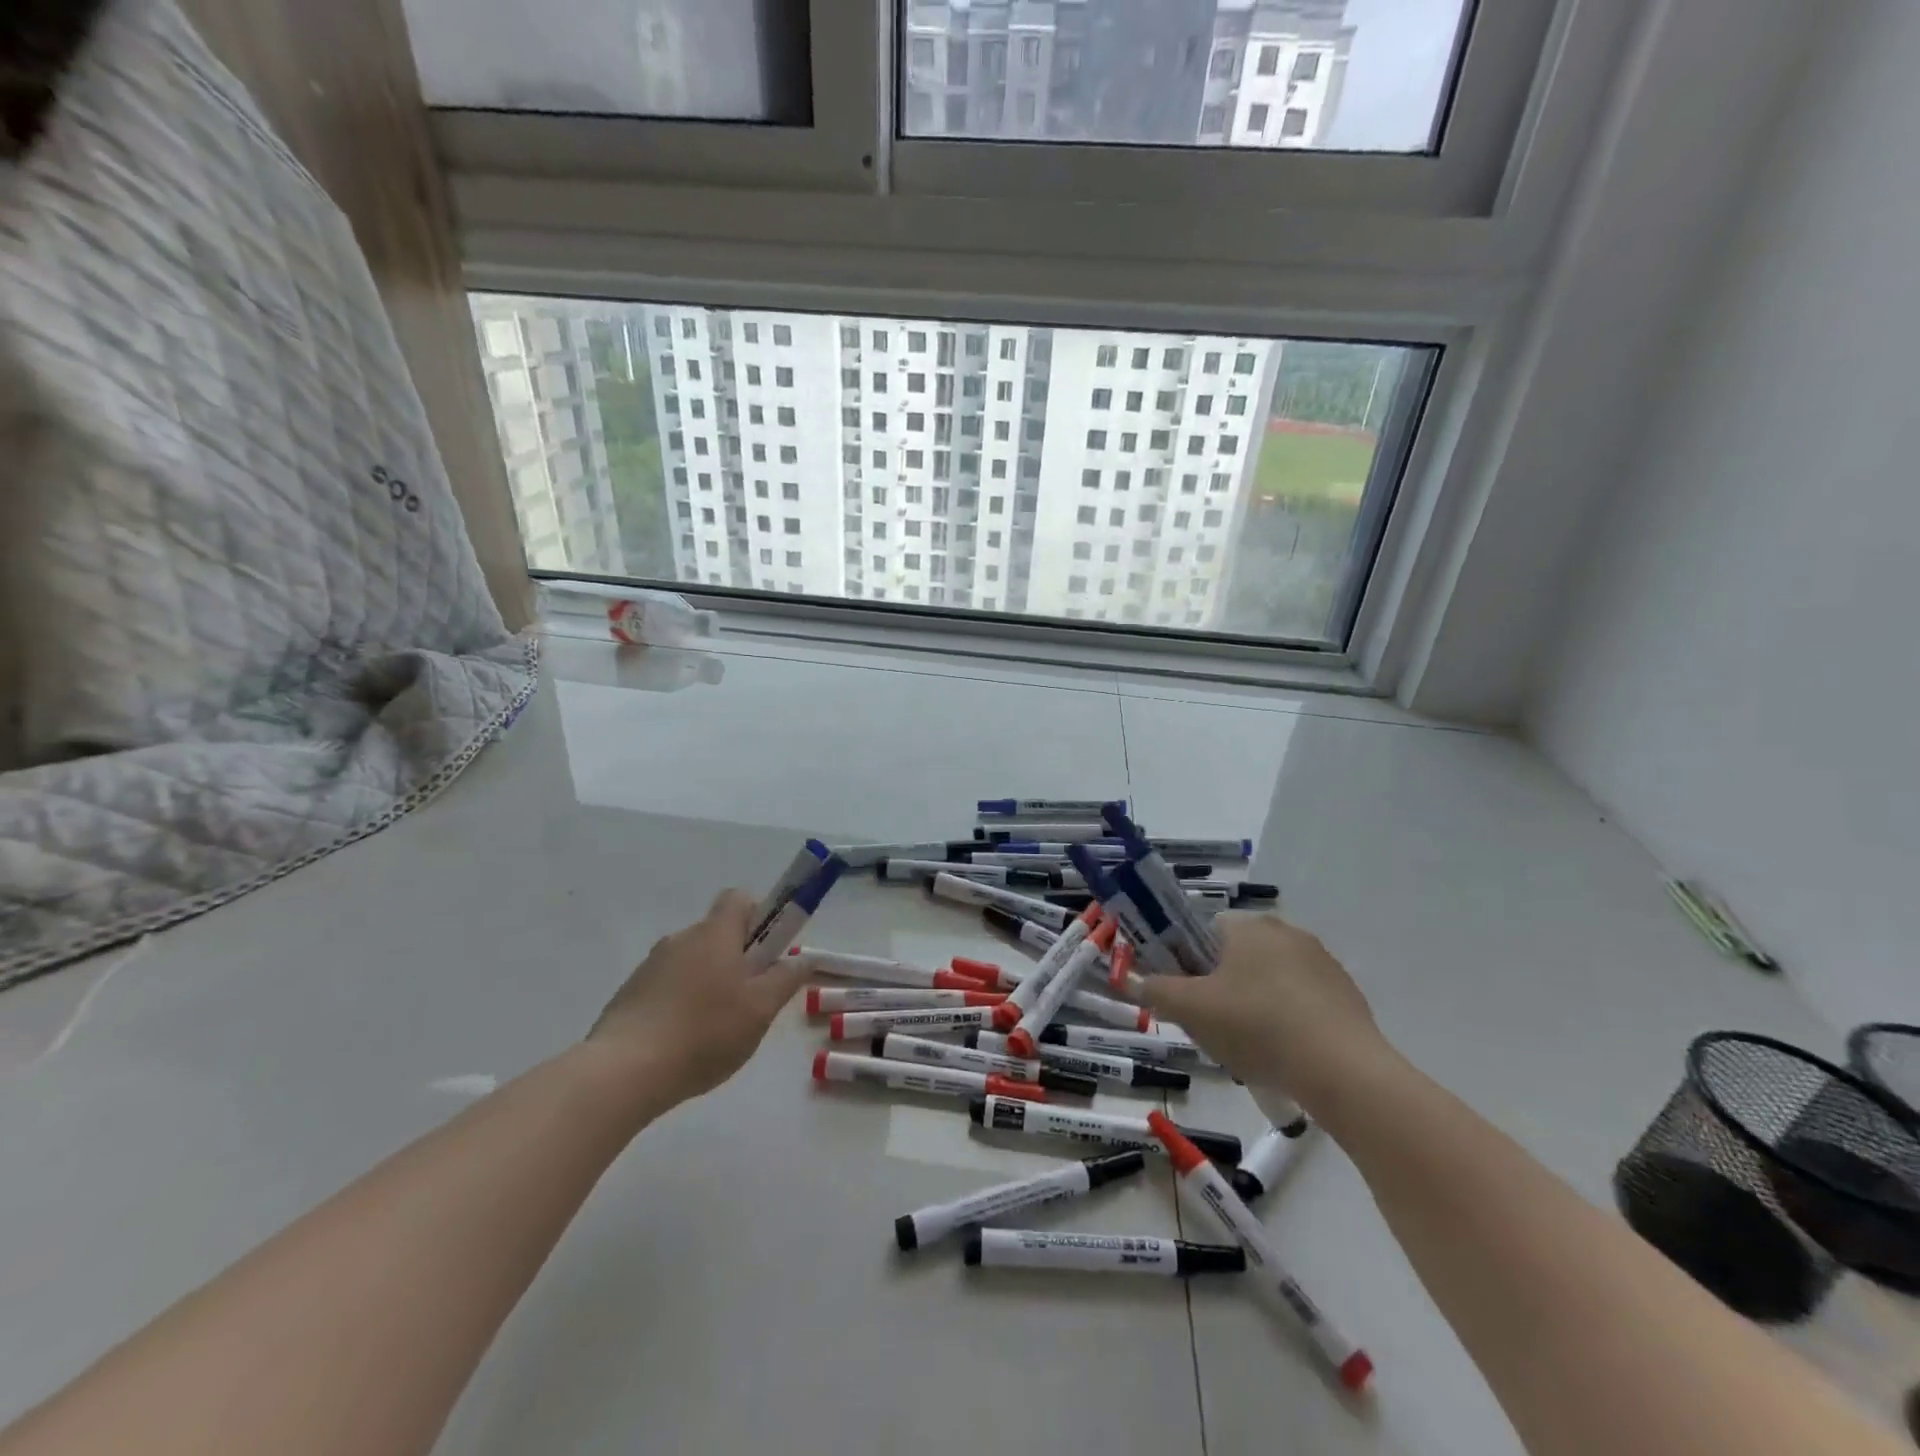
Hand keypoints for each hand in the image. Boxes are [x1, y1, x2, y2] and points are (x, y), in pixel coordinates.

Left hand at [586, 890, 809, 1103]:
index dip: (760, 917)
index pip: (740, 899)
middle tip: (751, 999)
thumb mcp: (761, 1009)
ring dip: (709, 982)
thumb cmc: (704, 1032)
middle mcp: (682, 938)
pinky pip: (668, 985)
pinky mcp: (630, 993)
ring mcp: (651, 965)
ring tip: (716, 1029)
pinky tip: (684, 1041)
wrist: (623, 1072)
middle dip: (738, 958)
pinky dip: (682, 1002)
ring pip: (694, 962)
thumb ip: (787, 979)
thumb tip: (805, 957)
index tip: (769, 952)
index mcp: (715, 933)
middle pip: (718, 933)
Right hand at [1141, 914, 1390, 1109]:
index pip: (1204, 931)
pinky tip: (1285, 1056)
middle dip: (1221, 988)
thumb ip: (1156, 991)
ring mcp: (1322, 963)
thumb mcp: (1191, 1010)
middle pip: (1237, 956)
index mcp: (1248, 926)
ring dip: (1255, 1006)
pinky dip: (1288, 1023)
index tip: (1186, 995)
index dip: (1188, 962)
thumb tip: (1134, 980)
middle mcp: (1287, 932)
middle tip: (1212, 1026)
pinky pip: (1302, 1003)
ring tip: (1250, 1049)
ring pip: (1270, 981)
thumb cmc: (1257, 1026)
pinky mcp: (1347, 996)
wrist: (1343, 1071)